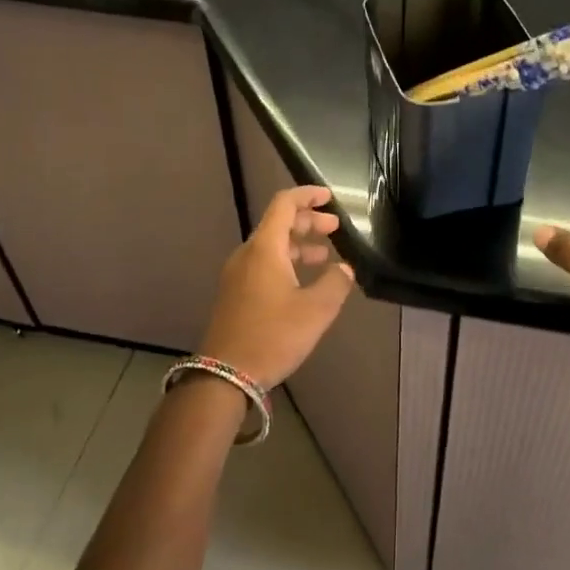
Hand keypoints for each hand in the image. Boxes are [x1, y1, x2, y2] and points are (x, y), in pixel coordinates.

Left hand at [199, 185, 354, 387]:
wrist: (225, 374)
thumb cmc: (273, 336)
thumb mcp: (315, 310)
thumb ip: (335, 283)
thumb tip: (344, 269)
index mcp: (264, 249)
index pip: (284, 204)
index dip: (307, 196)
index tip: (329, 197)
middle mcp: (247, 255)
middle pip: (278, 224)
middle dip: (308, 222)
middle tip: (334, 228)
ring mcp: (238, 275)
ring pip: (271, 246)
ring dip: (298, 244)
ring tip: (324, 255)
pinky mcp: (236, 294)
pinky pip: (263, 264)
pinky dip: (286, 262)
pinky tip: (304, 281)